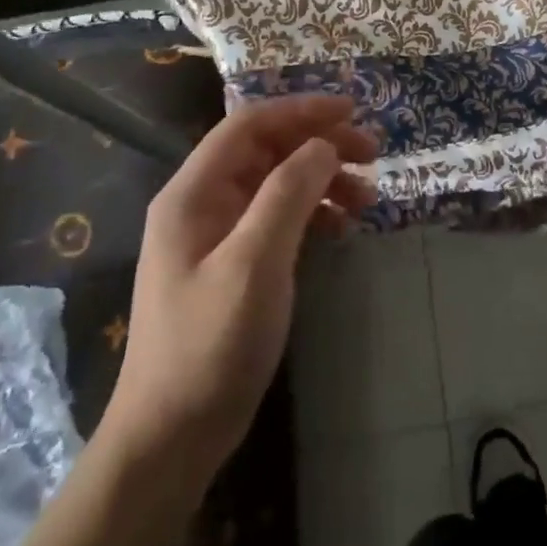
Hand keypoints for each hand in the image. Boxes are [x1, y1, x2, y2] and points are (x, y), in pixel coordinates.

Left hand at [100, 94, 377, 474]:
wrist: (173, 435)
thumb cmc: (211, 343)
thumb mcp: (255, 262)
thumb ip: (288, 193)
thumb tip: (324, 144)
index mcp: (194, 192)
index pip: (250, 124)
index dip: (302, 110)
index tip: (353, 111)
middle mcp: (202, 202)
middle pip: (267, 150)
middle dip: (320, 144)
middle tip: (373, 154)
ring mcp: (217, 234)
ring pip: (277, 183)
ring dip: (322, 180)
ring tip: (366, 199)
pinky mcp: (233, 262)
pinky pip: (278, 217)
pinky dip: (313, 213)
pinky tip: (341, 229)